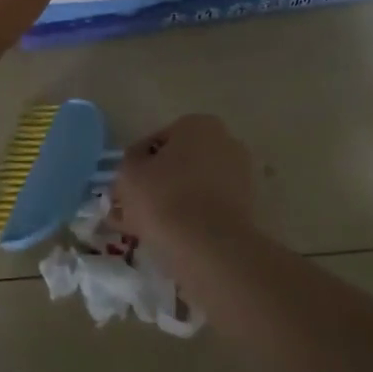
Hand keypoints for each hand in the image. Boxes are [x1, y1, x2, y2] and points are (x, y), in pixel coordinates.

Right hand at [114, 115, 257, 247]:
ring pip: (193, 188)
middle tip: (133, 209)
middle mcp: (225, 143)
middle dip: (157, 184)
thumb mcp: (130, 172)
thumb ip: (131, 162)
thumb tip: (139, 165)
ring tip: (147, 229)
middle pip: (178, 164)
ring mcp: (240, 176)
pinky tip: (168, 239)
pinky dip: (190, 220)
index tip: (126, 188)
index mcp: (198, 124)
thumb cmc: (164, 197)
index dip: (137, 166)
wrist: (209, 247)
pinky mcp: (246, 208)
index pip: (157, 142)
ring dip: (171, 203)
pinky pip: (207, 209)